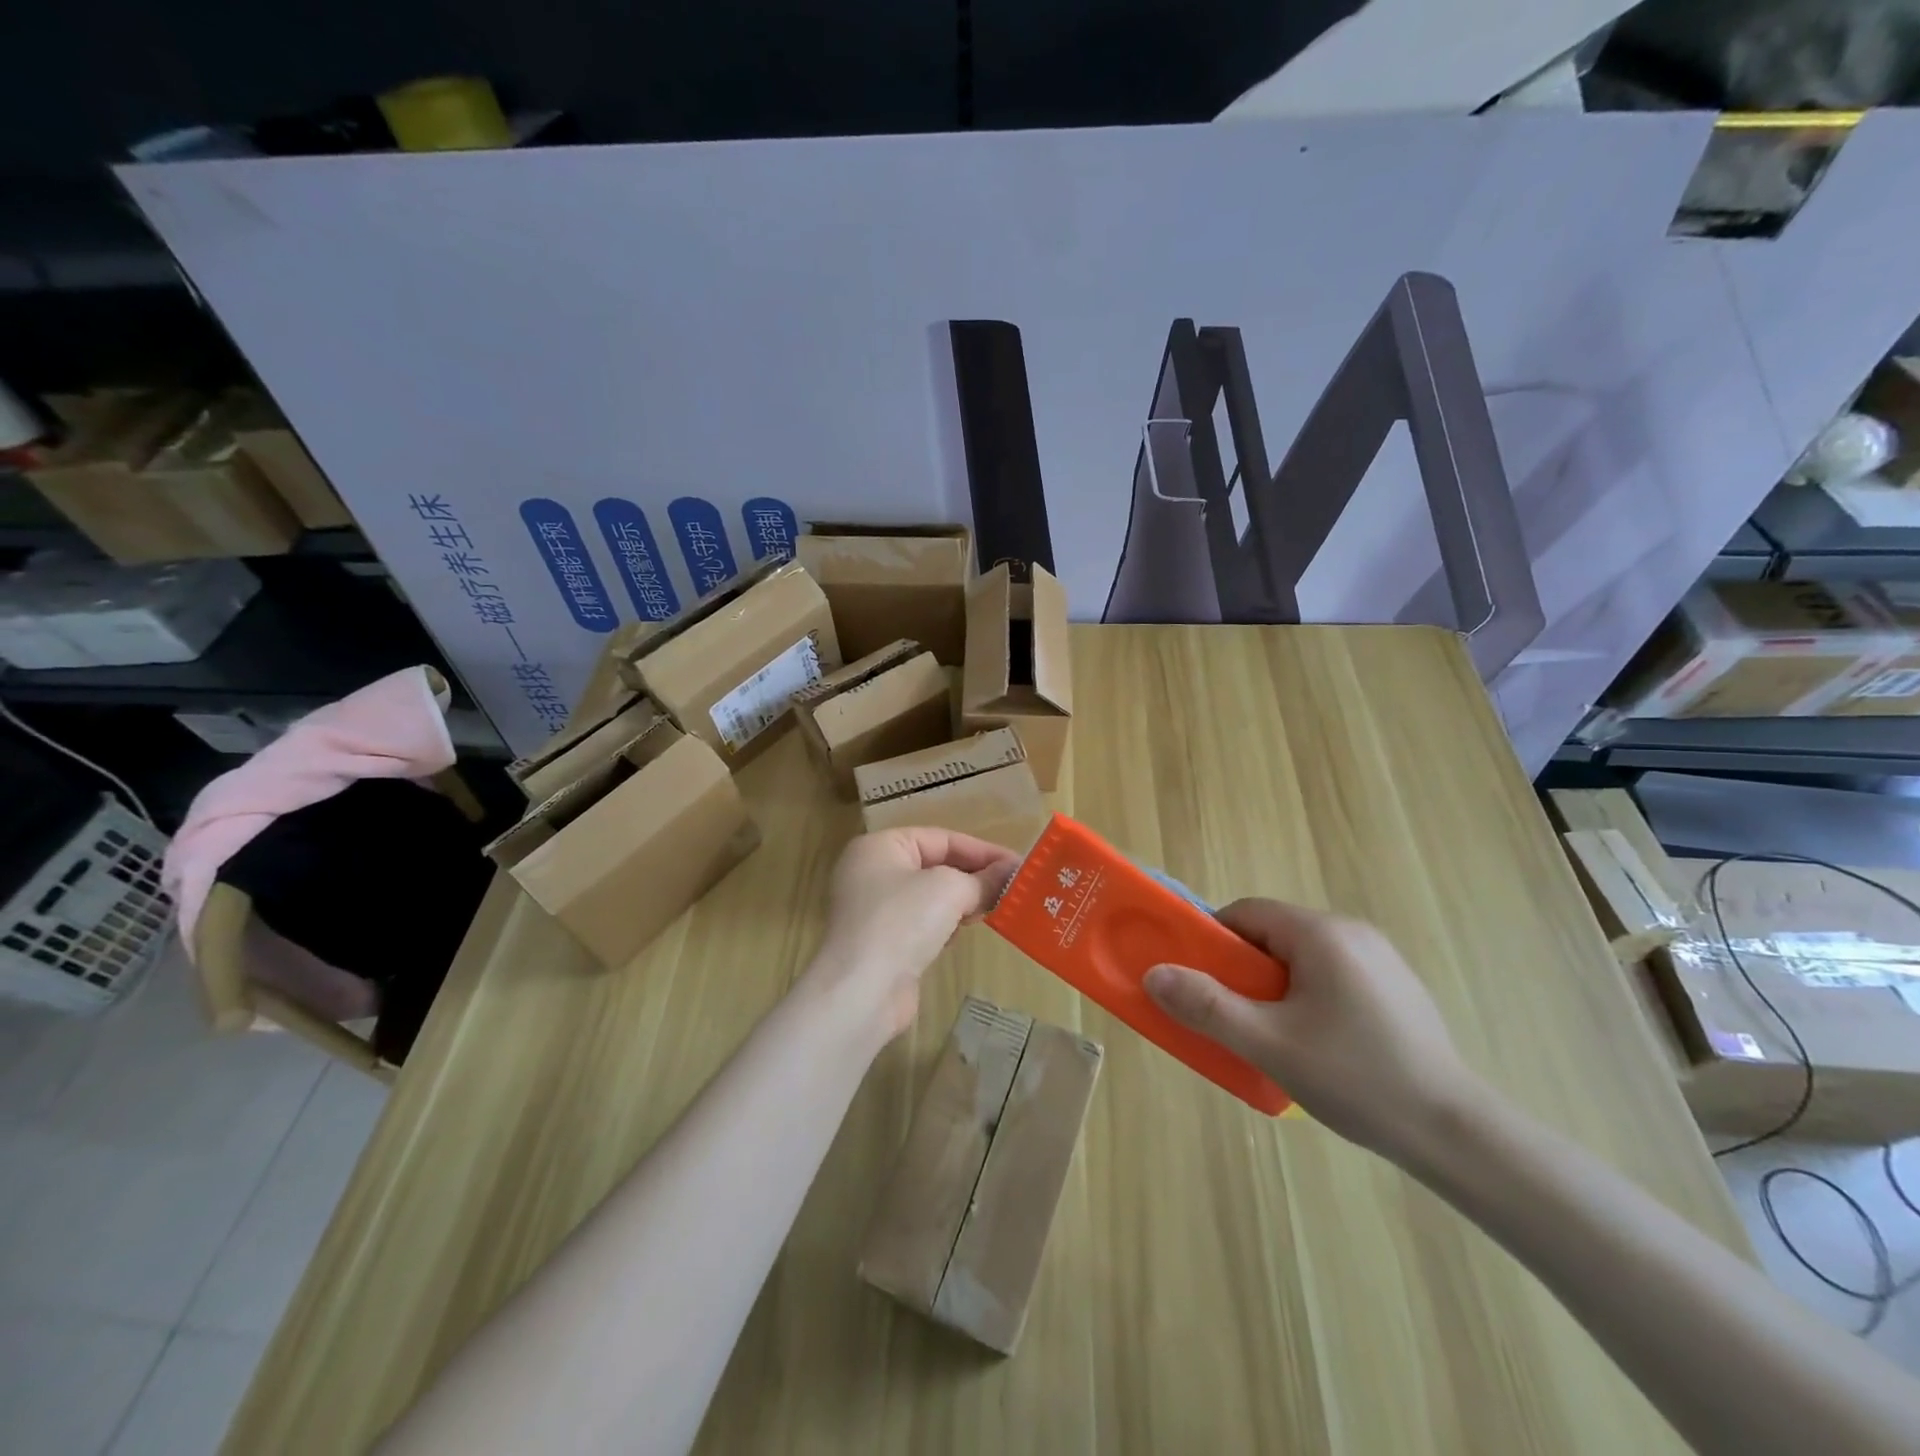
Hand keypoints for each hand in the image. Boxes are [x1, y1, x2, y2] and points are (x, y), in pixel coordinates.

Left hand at [808, 828, 1021, 1039]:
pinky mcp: (882, 943)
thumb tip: (1012, 873)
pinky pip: (921, 923)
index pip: (941, 838)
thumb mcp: (949, 890)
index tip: (1018, 866)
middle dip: (973, 876)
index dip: (982, 851)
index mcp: (880, 846)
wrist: (861, 992)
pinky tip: (958, 936)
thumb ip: (983, 879)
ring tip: (992, 910)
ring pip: (930, 896)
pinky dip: (943, 926)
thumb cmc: (902, 922)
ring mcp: (874, 910)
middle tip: (1013, 889)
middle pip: (935, 865)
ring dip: (960, 902)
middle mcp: (872, 872)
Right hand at [1143, 899, 1484, 1163]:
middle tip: (1233, 1017)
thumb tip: (1154, 975)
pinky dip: (1308, 997)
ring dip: (1274, 987)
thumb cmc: (1355, 1078)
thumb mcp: (1269, 1044)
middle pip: (1273, 934)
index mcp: (1321, 934)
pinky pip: (1332, 976)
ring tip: (1272, 1037)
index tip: (1199, 981)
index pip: (1246, 913)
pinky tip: (1318, 1045)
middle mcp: (1352, 932)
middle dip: (1243, 970)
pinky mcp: (1396, 987)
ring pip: (1302, 958)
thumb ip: (1207, 1007)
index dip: (1213, 942)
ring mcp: (1380, 959)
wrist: (1455, 1134)